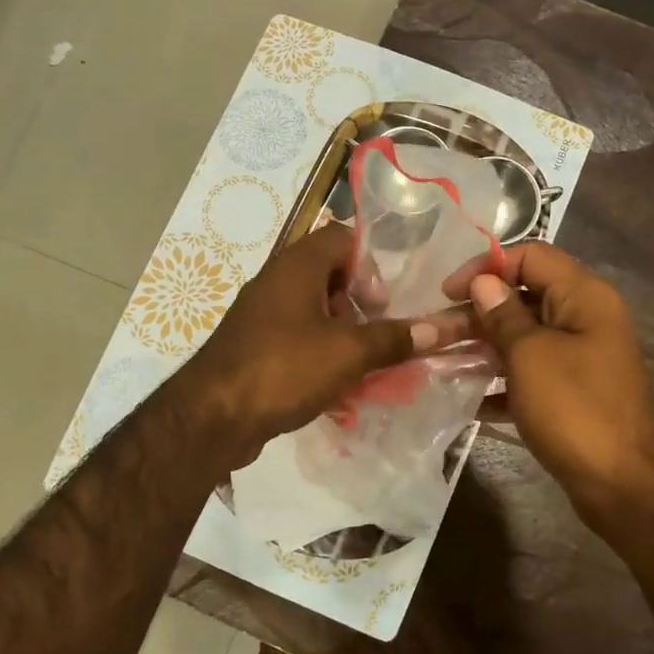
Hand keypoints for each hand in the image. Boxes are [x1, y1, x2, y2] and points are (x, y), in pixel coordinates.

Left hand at [178, 224, 439, 467]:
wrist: (213, 416)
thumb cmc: (284, 369)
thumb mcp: (348, 352)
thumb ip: (394, 338)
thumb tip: (440, 327)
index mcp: (297, 266)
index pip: (342, 237)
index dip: (370, 264)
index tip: (381, 303)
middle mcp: (276, 282)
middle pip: (328, 275)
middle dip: (359, 304)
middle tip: (374, 333)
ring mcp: (260, 316)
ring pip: (313, 311)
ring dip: (342, 333)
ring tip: (360, 364)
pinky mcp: (254, 348)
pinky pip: (296, 340)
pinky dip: (319, 355)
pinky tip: (334, 387)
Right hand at [444, 242, 653, 527]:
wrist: (627, 485)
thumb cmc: (576, 409)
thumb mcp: (531, 356)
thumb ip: (504, 315)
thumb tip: (485, 283)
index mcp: (583, 296)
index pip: (531, 256)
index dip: (486, 267)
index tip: (446, 293)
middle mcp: (584, 319)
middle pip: (524, 297)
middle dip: (477, 312)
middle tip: (435, 333)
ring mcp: (579, 359)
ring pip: (523, 339)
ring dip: (482, 348)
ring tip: (439, 362)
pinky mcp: (571, 394)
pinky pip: (529, 375)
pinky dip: (500, 383)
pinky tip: (466, 400)